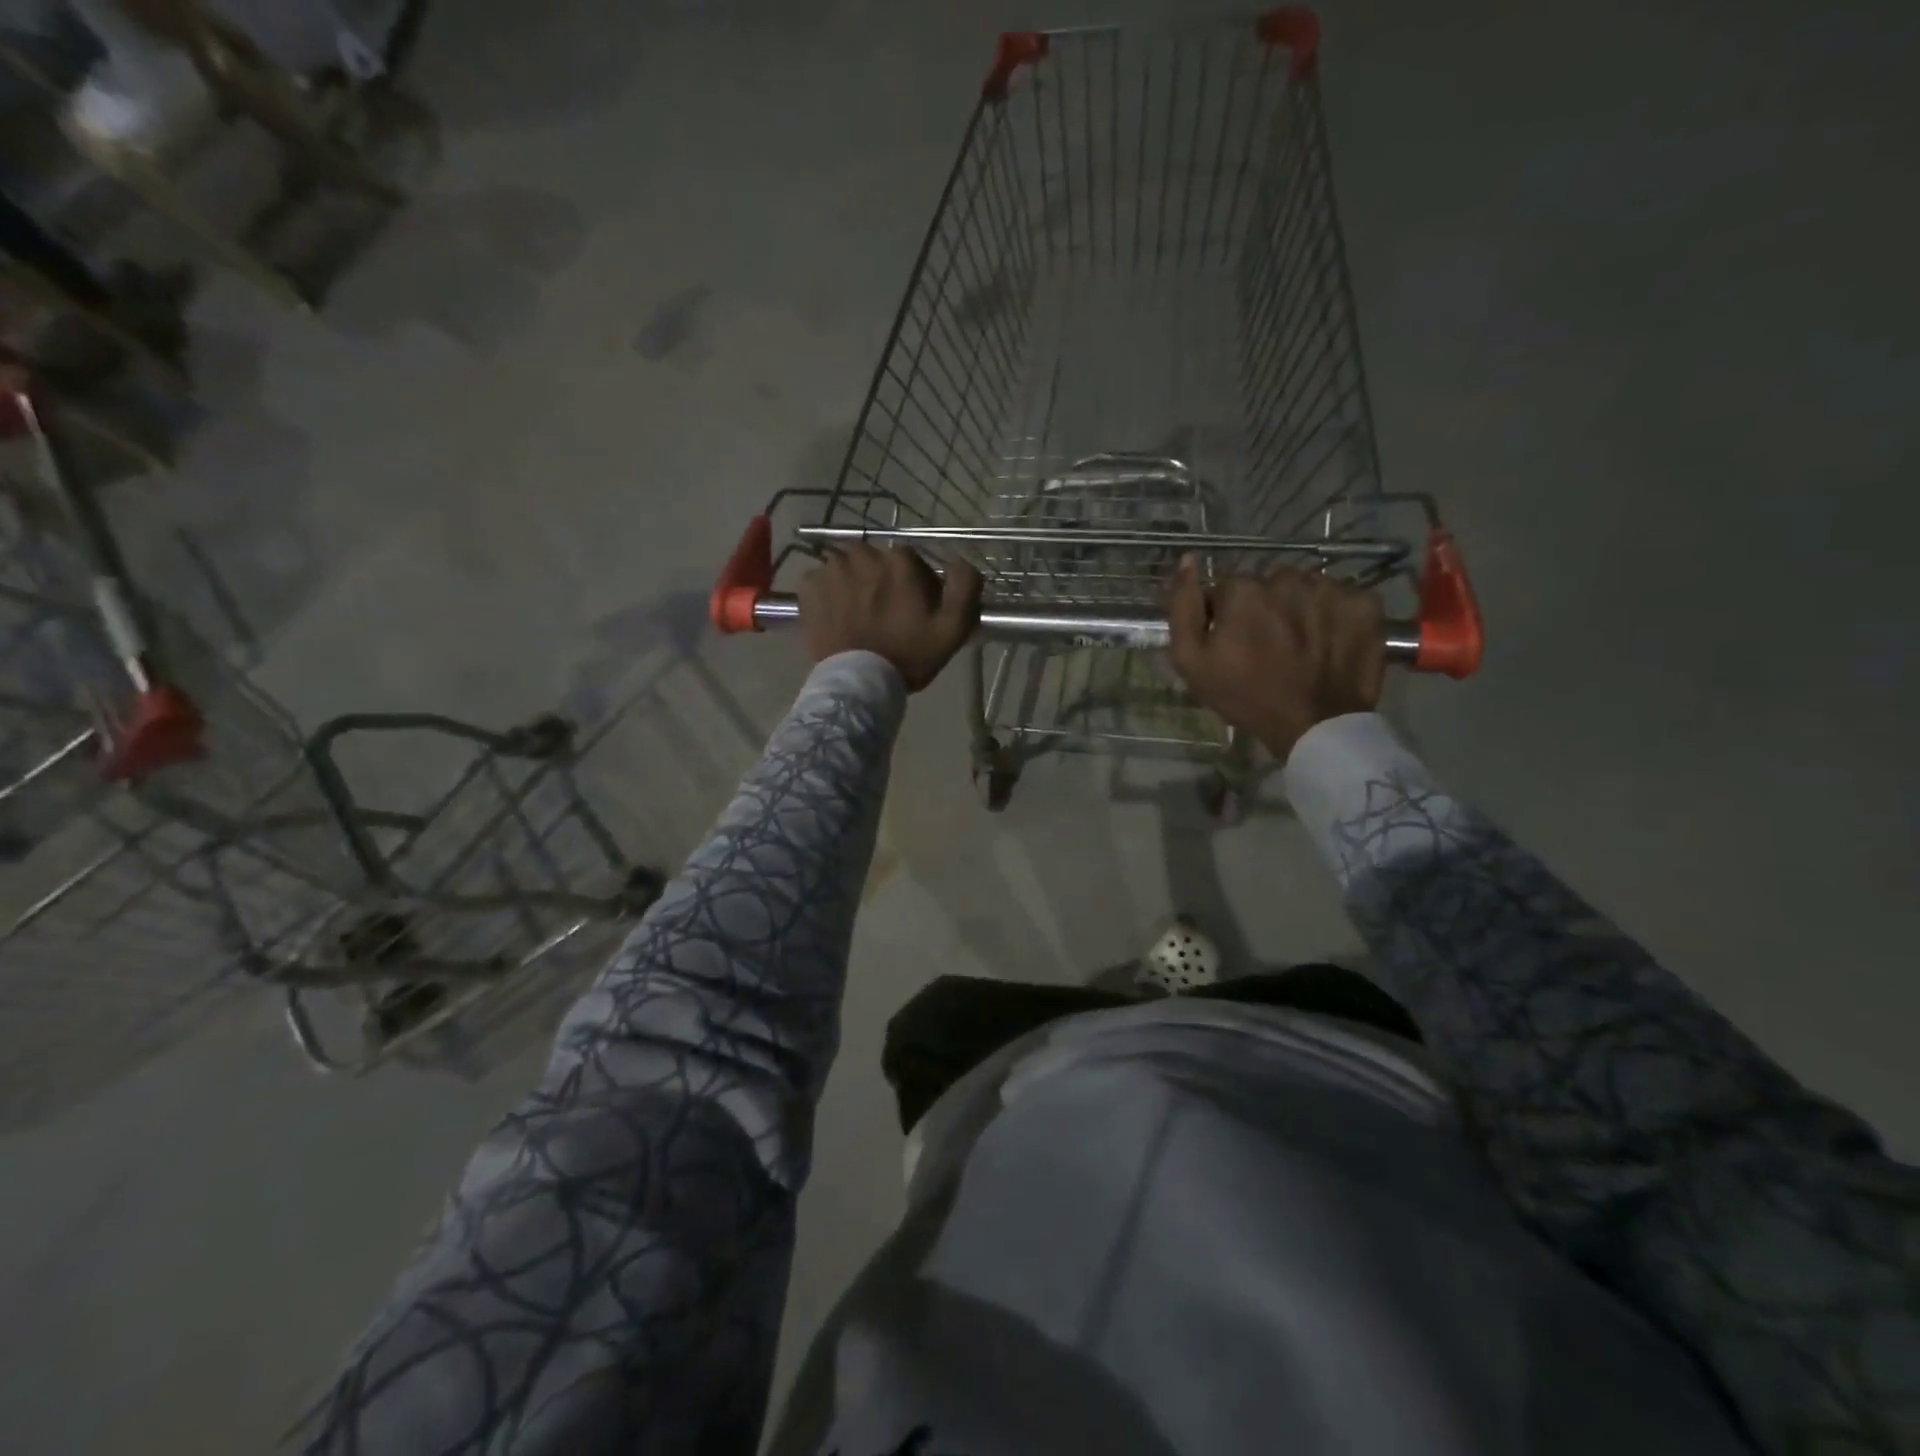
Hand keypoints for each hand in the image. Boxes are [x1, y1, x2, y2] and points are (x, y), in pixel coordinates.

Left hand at [799, 544, 981, 690]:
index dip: (913, 584)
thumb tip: (959, 563)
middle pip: (875, 561)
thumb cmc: (909, 656)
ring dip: (852, 583)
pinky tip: (835, 614)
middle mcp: (864, 555)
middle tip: (882, 612)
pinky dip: (827, 593)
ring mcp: (832, 569)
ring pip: (847, 567)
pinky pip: (820, 580)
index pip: (910, 561)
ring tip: (856, 613)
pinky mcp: (809, 587)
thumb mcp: (953, 628)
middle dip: (879, 580)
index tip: (912, 608)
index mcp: (900, 561)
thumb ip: (965, 587)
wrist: (859, 682)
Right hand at [1167, 557, 1385, 759]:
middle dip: (1266, 607)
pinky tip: (1329, 642)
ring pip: (1307, 588)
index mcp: (1244, 590)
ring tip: (1301, 645)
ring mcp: (1331, 589)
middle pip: (1270, 585)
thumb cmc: (1245, 696)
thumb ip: (1183, 607)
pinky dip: (1336, 615)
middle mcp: (1288, 578)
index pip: (1229, 588)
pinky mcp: (1365, 604)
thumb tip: (1187, 560)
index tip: (1234, 643)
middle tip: (1269, 646)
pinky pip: (1343, 598)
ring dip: (1301, 608)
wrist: (1314, 726)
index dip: (1228, 615)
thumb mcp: (1191, 661)